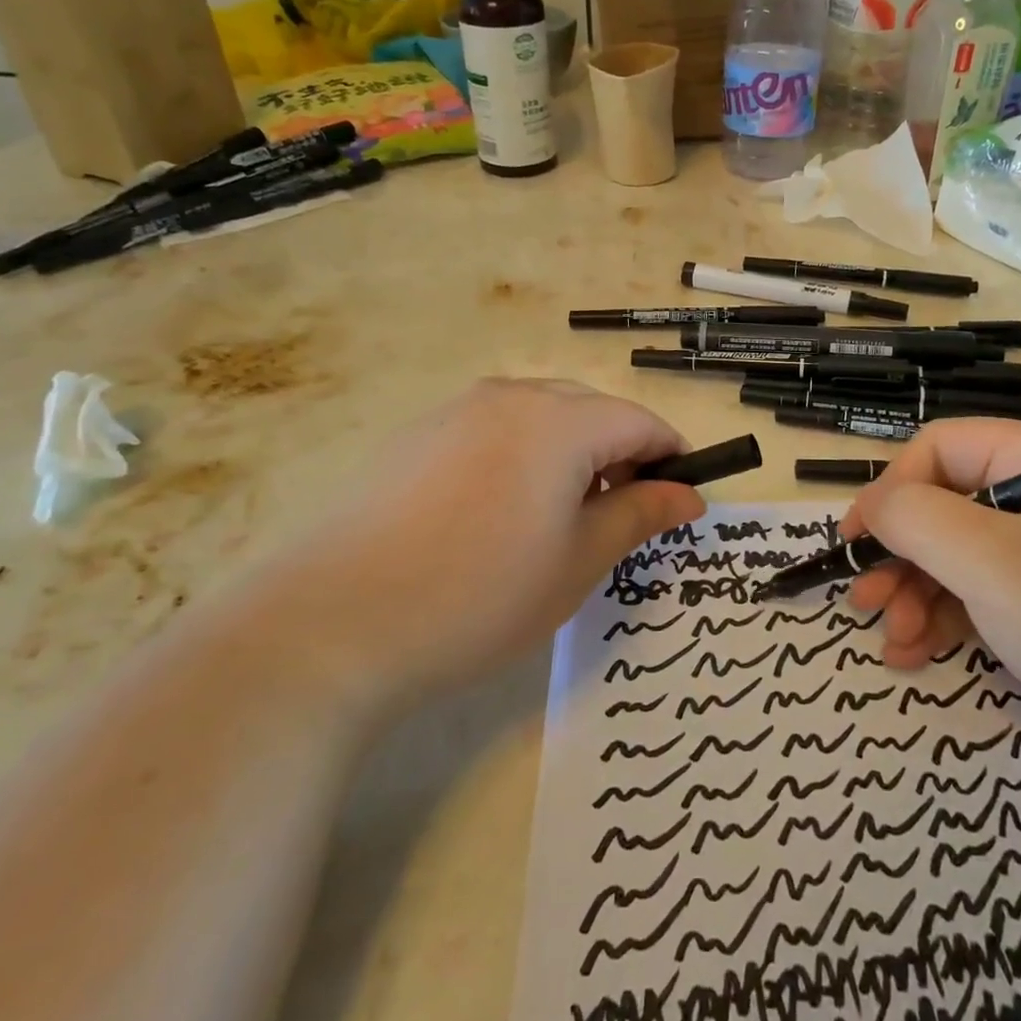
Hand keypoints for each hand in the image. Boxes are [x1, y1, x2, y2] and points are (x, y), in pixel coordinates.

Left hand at [228, 379, 704, 720]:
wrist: (332, 623)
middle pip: (592, 412)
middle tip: (621, 519)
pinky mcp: (418, 434)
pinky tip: (499, 515)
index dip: (671, 459)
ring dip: (572, 456)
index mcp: (560, 420)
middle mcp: (510, 397)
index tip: (681, 503)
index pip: (640, 422)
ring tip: (560, 520)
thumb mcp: (578, 562)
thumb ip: (640, 516)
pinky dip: (523, 458)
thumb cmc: (481, 594)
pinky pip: (495, 430)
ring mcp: (457, 410)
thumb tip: (688, 495)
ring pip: (542, 418)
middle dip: (622, 457)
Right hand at [842, 419, 1020, 773]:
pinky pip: (994, 589)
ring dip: (921, 593)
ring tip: (894, 641)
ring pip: (966, 552)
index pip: (940, 448)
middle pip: (950, 503)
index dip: (888, 491)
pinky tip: (922, 651)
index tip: (854, 544)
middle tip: (866, 603)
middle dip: (901, 556)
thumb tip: (874, 505)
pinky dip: (954, 616)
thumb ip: (917, 519)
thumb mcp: (993, 565)